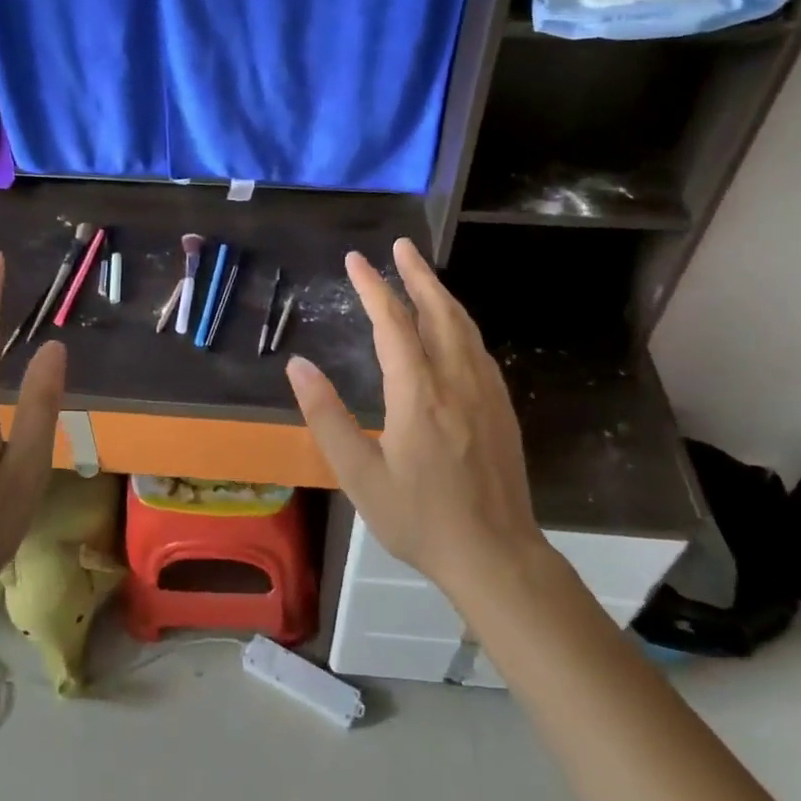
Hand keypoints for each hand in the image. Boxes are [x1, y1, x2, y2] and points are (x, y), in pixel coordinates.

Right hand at [286, 238, 546, 597]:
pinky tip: (452, 326)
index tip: (355, 260)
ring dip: (440, 293)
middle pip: (437, 310)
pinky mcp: (501, 406)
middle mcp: (455, 379)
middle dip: (417, 274)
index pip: (393, 323)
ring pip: (463, 325)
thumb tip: (298, 365)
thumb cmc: (419, 518)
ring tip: (421, 273)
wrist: (495, 554)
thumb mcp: (359, 475)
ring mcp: (485, 391)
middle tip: (400, 245)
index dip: (373, 287)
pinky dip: (459, 321)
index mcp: (418, 392)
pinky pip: (478, 346)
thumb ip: (326, 416)